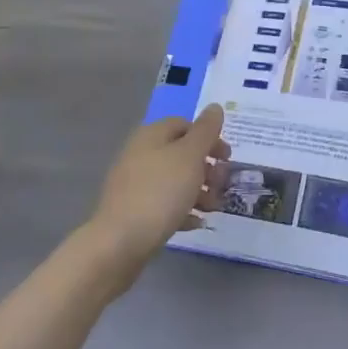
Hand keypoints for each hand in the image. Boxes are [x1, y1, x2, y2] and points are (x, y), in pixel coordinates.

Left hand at [84, 106, 228, 278]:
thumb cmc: (160, 192)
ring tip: (213, 208)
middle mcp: (140, 154)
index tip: (227, 158)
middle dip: (207, 168)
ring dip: (199, 191)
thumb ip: (205, 131)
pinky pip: (164, 204)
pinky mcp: (133, 211)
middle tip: (222, 185)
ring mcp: (134, 183)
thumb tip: (214, 107)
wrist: (120, 242)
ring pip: (174, 180)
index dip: (209, 138)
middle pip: (181, 153)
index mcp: (152, 135)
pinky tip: (196, 223)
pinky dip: (182, 210)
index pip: (185, 124)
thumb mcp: (190, 156)